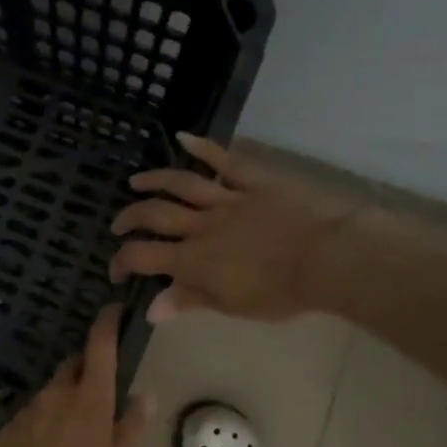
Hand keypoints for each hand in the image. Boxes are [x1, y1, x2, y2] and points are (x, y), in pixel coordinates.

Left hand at [0, 306, 152, 446]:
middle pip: (73, 365)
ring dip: (63, 399)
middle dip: (86, 369)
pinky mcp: (9, 427)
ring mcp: (29, 408)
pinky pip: (31, 414)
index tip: (113, 310)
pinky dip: (42, 421)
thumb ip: (133, 424)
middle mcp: (57, 393)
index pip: (100, 346)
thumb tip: (143, 395)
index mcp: (90, 397)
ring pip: (51, 391)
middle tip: (97, 394)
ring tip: (71, 432)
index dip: (107, 323)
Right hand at [110, 133, 362, 322]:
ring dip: (154, 180)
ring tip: (136, 182)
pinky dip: (203, 147)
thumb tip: (151, 310)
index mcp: (194, 260)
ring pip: (181, 184)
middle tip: (118, 224)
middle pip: (155, 215)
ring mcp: (228, 198)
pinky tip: (185, 137)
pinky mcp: (255, 180)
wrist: (329, 258)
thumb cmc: (282, 292)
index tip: (117, 271)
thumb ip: (190, 301)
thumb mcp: (232, 306)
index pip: (144, 256)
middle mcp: (202, 225)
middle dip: (130, 218)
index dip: (122, 262)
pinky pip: (225, 160)